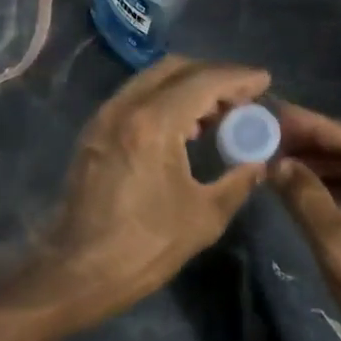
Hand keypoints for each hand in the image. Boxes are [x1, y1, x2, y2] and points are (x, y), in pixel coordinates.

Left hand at [39, 55, 270, 322]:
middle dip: (212, 75)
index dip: (238, 78)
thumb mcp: (203, 217)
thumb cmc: (143, 248)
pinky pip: (134, 99)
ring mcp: (103, 118)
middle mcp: (124, 108)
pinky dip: (163, 100)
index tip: (264, 81)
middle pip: (174, 69)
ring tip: (218, 114)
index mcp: (153, 123)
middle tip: (242, 97)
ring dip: (186, 86)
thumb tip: (259, 162)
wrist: (76, 271)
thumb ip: (238, 181)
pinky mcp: (93, 133)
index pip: (204, 81)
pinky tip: (183, 129)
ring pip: (151, 81)